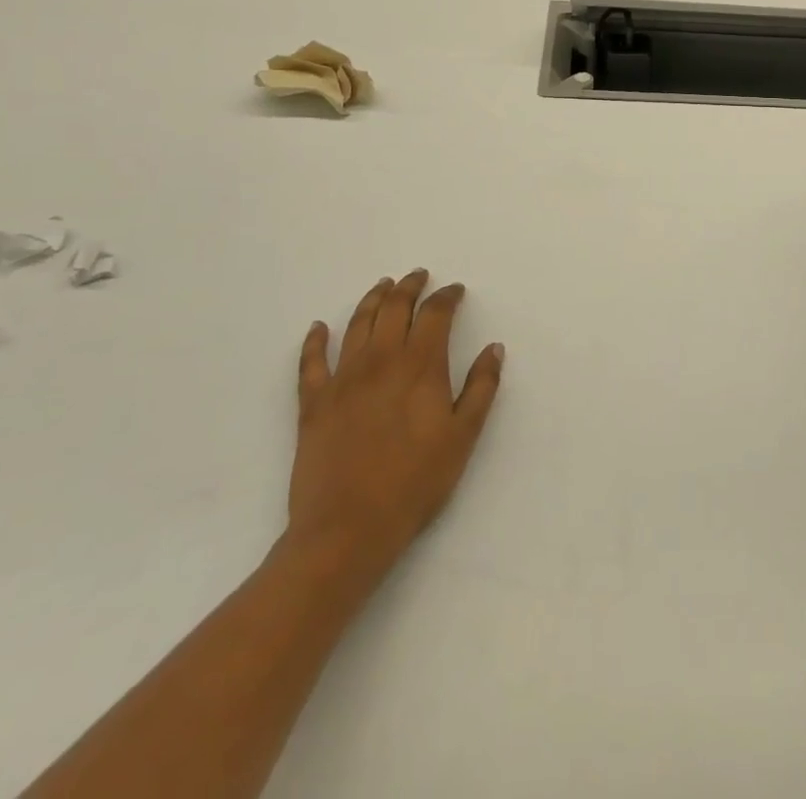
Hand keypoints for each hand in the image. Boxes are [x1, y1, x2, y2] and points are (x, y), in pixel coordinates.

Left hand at [283, 271, 503, 594]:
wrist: (348, 529)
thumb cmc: (415, 483)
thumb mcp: (463, 436)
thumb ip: (481, 387)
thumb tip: (494, 348)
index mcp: (420, 366)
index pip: (435, 314)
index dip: (446, 297)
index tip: (455, 290)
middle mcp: (381, 360)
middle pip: (395, 308)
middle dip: (409, 287)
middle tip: (418, 276)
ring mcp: (343, 379)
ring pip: (358, 324)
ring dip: (372, 299)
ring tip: (382, 286)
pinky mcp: (313, 402)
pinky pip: (311, 362)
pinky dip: (315, 341)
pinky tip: (319, 328)